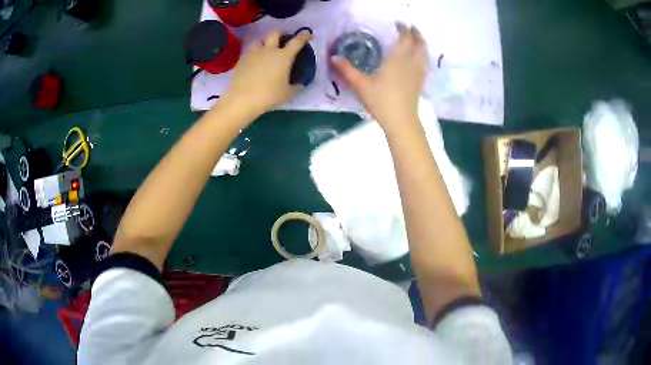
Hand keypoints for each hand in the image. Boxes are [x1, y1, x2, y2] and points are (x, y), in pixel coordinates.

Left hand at [225, 30, 312, 115]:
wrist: (243, 99)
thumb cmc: (269, 95)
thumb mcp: (287, 94)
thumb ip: (296, 87)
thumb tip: (300, 85)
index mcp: (283, 56)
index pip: (297, 41)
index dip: (305, 36)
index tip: (309, 35)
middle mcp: (269, 50)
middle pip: (274, 33)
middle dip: (280, 33)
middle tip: (282, 38)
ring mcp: (253, 53)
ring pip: (259, 40)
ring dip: (264, 43)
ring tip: (265, 50)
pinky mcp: (242, 60)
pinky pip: (249, 52)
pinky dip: (253, 54)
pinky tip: (254, 62)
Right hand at [331, 24, 427, 130]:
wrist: (401, 121)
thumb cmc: (381, 101)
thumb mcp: (361, 85)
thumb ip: (347, 70)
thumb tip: (334, 57)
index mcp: (398, 60)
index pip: (405, 39)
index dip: (404, 29)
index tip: (400, 23)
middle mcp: (411, 63)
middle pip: (420, 44)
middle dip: (417, 34)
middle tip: (411, 28)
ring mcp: (418, 74)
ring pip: (424, 54)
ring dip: (422, 44)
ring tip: (417, 41)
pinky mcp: (420, 83)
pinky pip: (424, 64)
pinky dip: (422, 56)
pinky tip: (417, 60)